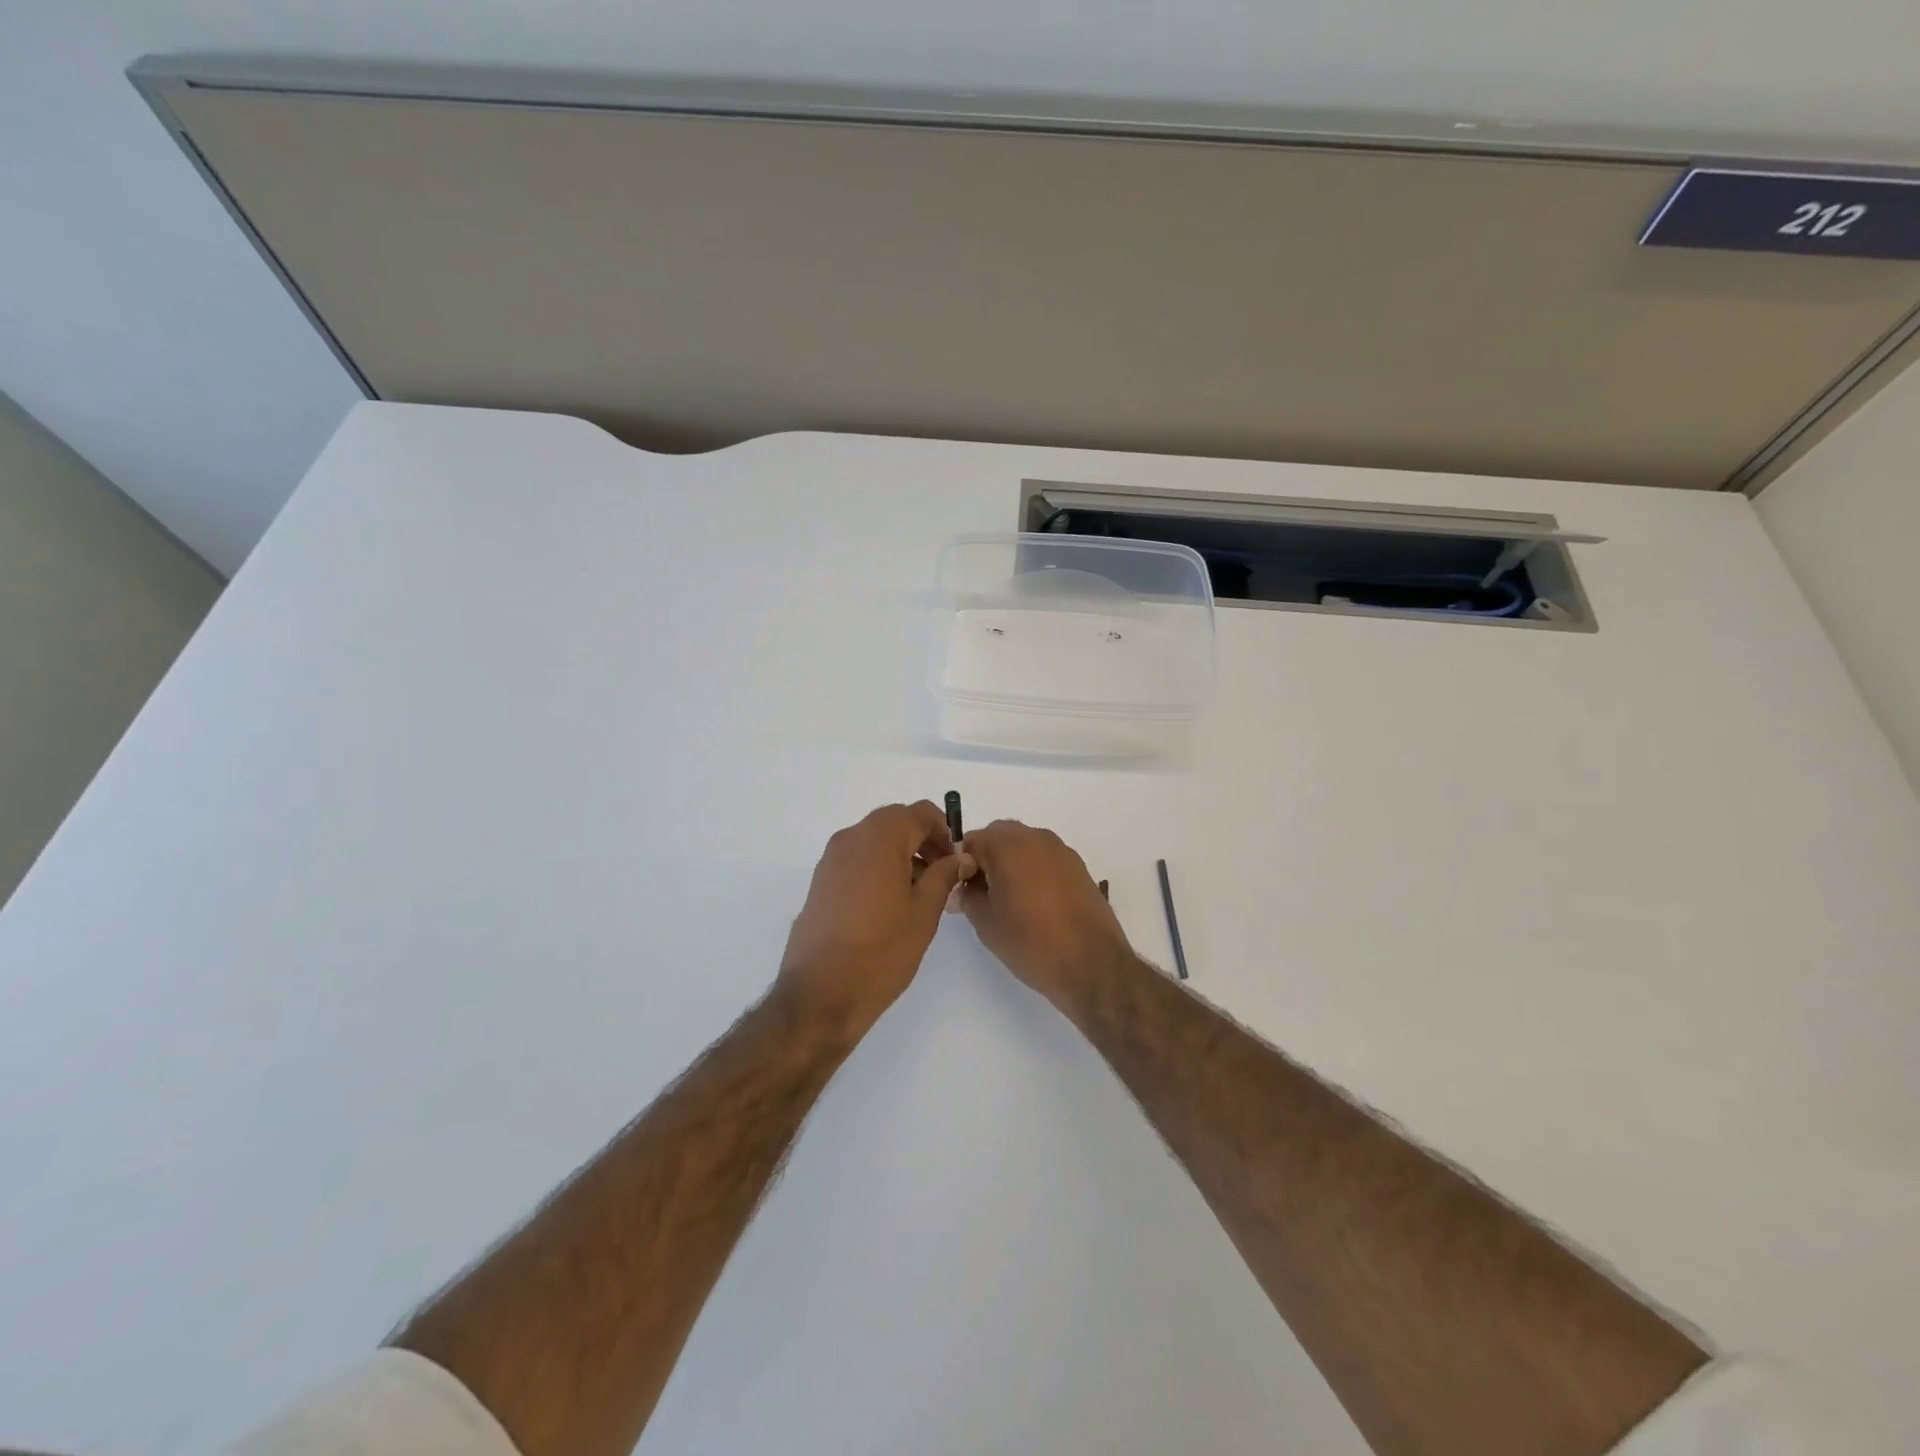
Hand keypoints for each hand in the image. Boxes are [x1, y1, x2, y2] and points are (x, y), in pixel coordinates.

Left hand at [777, 802, 970, 1037]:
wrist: (820, 994)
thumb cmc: (881, 951)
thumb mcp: (924, 912)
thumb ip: (944, 876)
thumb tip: (960, 857)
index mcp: (879, 839)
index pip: (919, 813)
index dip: (944, 830)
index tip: (956, 860)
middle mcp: (850, 839)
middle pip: (894, 822)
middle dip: (922, 840)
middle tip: (942, 875)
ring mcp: (830, 860)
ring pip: (874, 840)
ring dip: (900, 854)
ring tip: (919, 893)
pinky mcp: (820, 882)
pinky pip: (856, 859)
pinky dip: (878, 867)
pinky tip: (889, 904)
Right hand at [957, 820, 1133, 1012]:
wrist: (1092, 964)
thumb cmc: (1031, 942)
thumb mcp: (986, 922)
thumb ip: (968, 896)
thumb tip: (965, 886)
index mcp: (1008, 845)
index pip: (972, 840)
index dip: (960, 863)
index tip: (961, 889)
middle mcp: (1036, 838)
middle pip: (1000, 835)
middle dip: (986, 857)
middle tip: (982, 892)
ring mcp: (1061, 850)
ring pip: (1025, 844)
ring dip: (1011, 861)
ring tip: (1009, 899)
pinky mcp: (1079, 867)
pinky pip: (1045, 858)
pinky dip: (1033, 869)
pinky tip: (1035, 902)